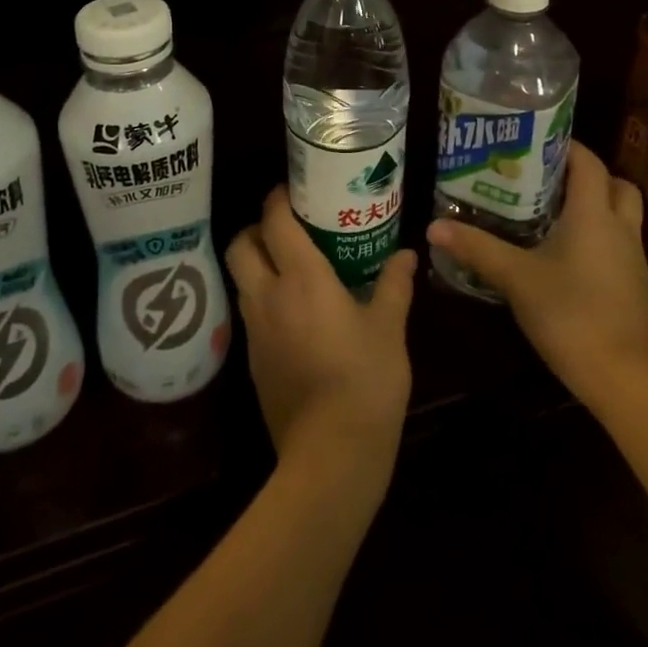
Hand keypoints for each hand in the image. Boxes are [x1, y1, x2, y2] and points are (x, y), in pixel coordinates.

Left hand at [225, 186, 416, 486]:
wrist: (331, 456)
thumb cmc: (366, 381)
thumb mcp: (389, 328)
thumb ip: (394, 285)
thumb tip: (407, 254)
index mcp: (301, 278)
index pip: (274, 221)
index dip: (278, 199)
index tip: (293, 190)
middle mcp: (268, 296)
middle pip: (240, 245)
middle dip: (255, 228)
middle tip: (285, 228)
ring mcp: (254, 331)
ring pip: (240, 279)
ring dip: (256, 264)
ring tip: (290, 266)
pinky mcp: (251, 362)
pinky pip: (249, 312)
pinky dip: (262, 298)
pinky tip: (292, 312)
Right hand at [427, 141, 647, 407]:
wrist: (628, 379)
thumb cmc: (573, 314)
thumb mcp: (516, 278)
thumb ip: (477, 248)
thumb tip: (433, 225)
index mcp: (593, 213)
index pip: (588, 161)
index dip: (565, 144)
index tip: (532, 140)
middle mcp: (618, 227)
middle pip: (613, 183)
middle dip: (583, 174)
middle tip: (543, 177)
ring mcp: (630, 258)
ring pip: (618, 214)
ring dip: (592, 205)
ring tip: (548, 210)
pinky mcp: (632, 285)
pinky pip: (616, 242)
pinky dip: (595, 236)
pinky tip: (563, 252)